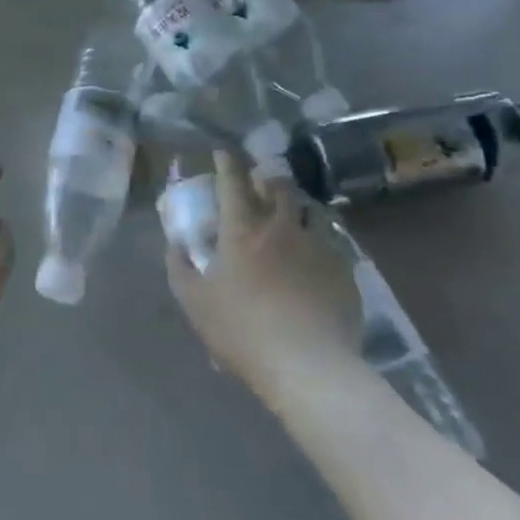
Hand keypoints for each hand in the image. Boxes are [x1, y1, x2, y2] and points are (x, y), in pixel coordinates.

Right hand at [167, 151, 361, 394]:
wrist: (308, 367)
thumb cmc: (242, 331)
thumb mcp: (194, 302)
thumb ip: (179, 266)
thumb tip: (175, 243)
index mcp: (242, 230)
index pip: (233, 181)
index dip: (226, 162)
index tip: (222, 152)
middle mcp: (281, 227)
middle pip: (279, 186)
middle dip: (267, 178)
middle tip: (261, 184)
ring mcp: (317, 247)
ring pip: (311, 209)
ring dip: (298, 206)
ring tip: (293, 215)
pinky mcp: (344, 271)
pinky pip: (333, 244)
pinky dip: (321, 242)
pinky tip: (318, 257)